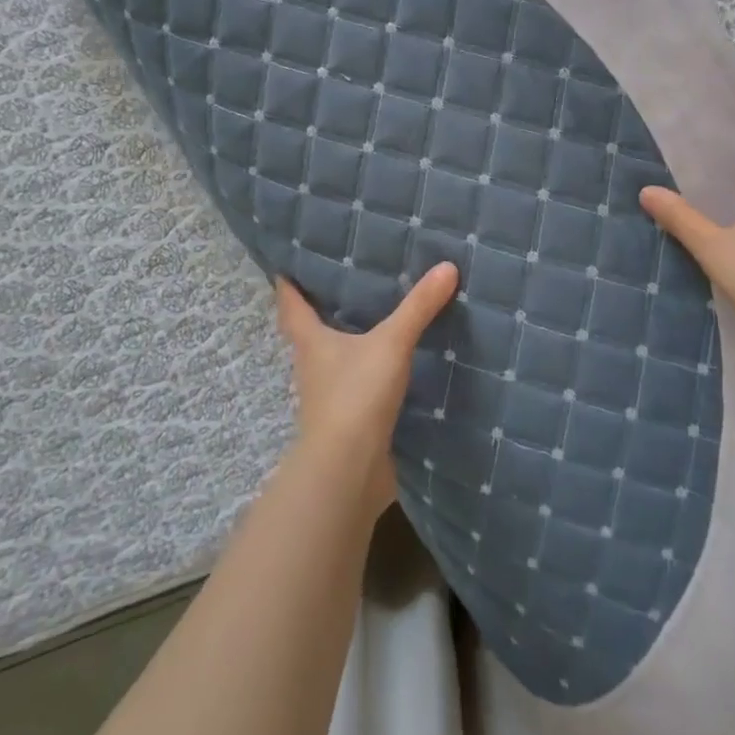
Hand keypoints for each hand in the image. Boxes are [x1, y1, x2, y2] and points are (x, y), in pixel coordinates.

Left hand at [274, 263, 458, 514]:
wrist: (349, 471)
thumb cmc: (356, 395)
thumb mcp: (391, 343)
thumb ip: (418, 307)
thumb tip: (447, 266)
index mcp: (311, 341)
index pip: (290, 304)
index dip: (287, 282)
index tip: (288, 262)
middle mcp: (313, 366)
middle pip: (309, 331)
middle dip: (321, 309)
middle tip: (343, 280)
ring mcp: (328, 397)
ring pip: (333, 359)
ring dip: (346, 341)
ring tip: (373, 316)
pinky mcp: (349, 421)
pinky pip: (356, 385)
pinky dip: (368, 371)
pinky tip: (392, 364)